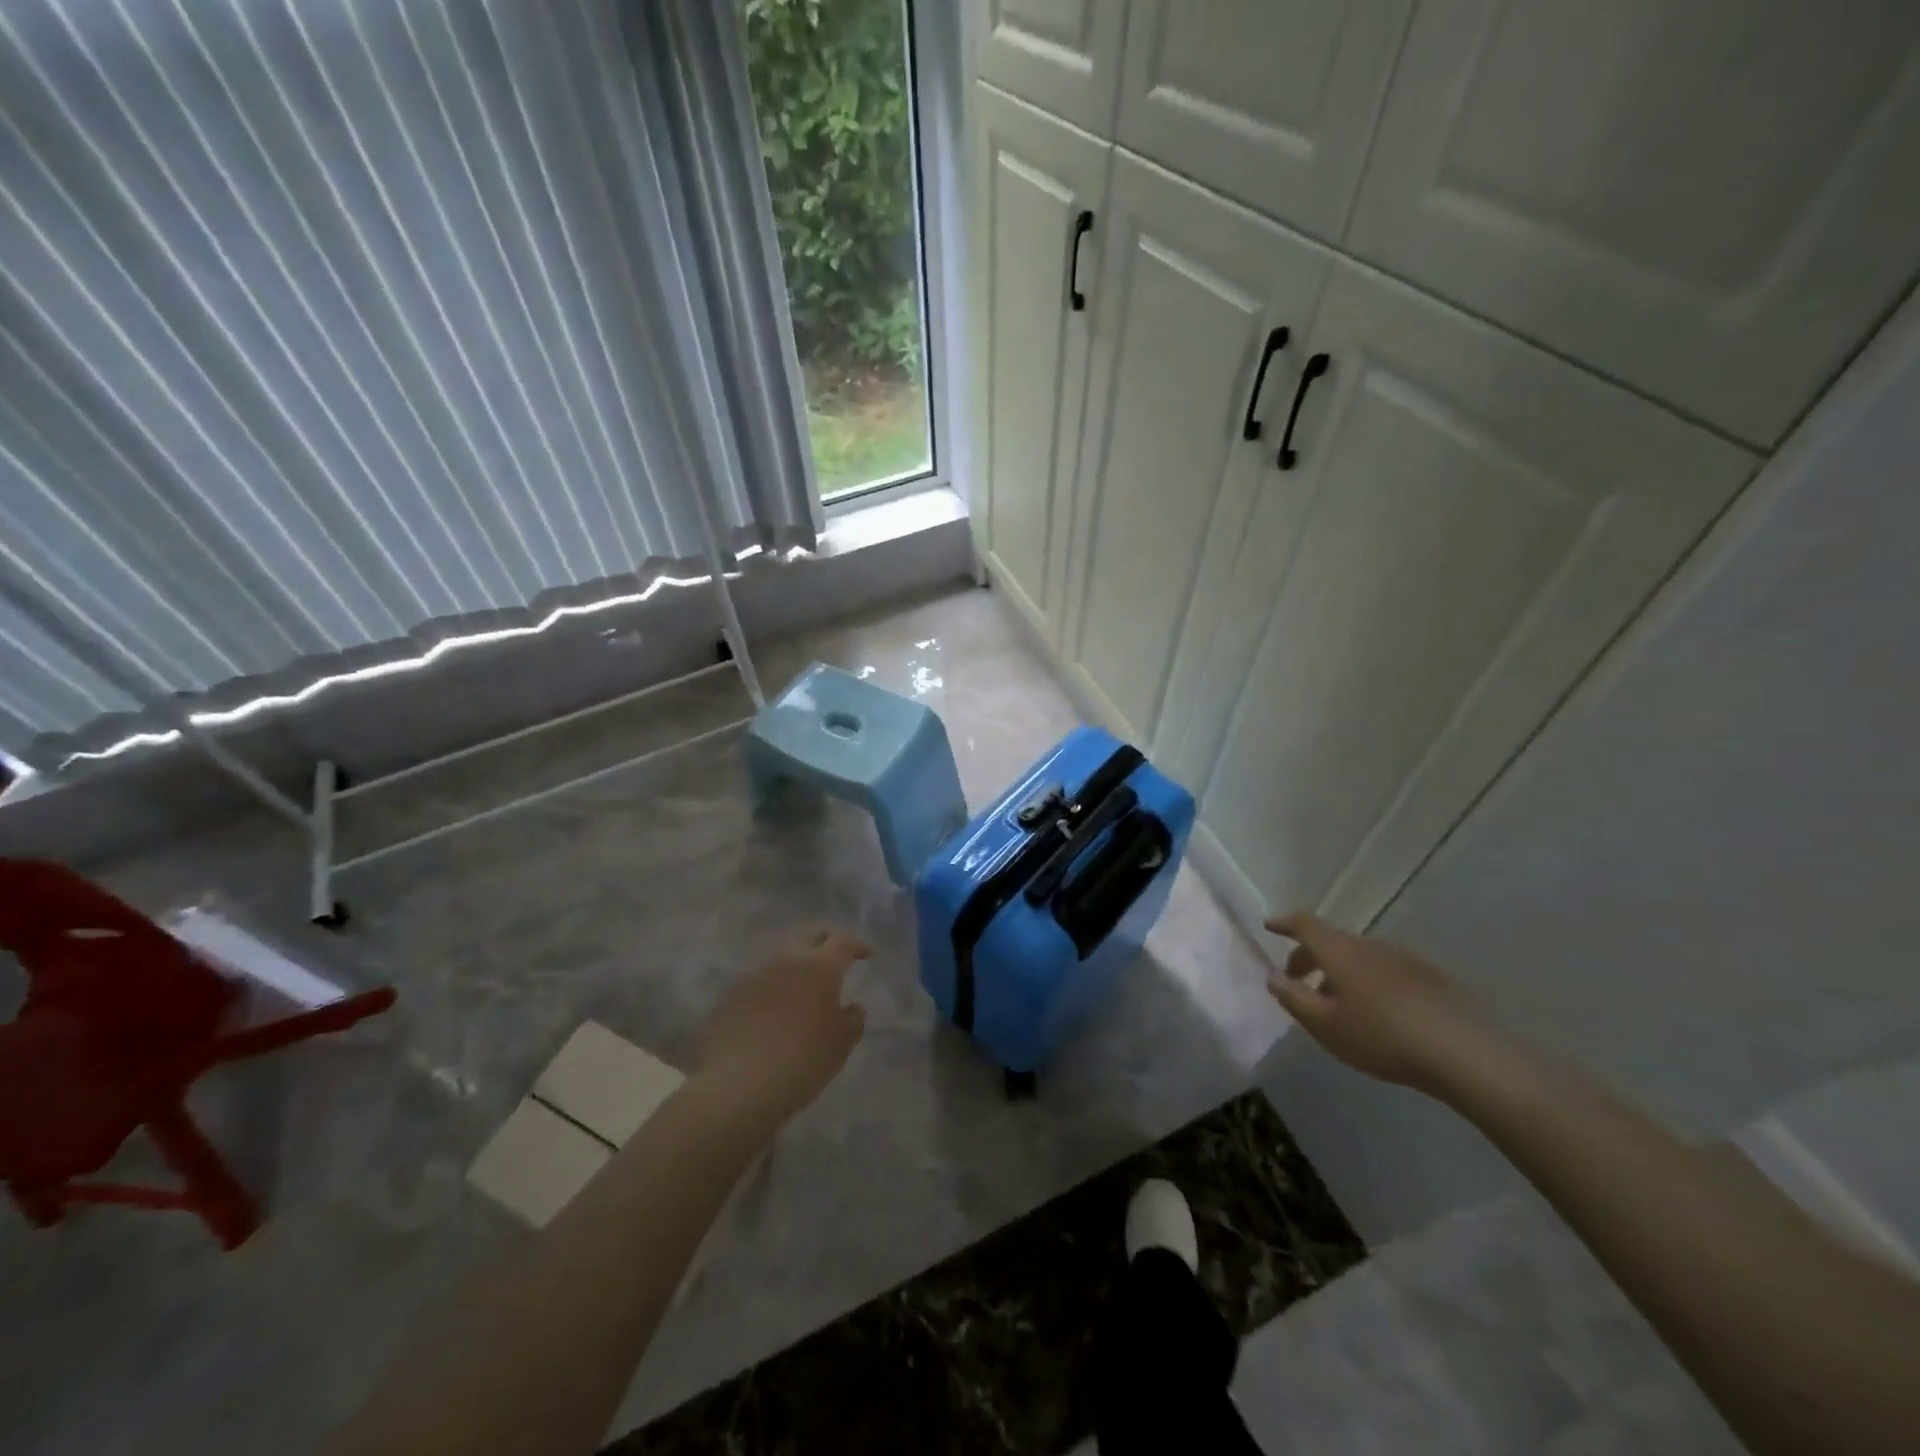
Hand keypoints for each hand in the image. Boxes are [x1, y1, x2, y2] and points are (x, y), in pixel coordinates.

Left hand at [694, 928, 869, 1133]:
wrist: (737, 1086)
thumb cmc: (802, 1061)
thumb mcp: (841, 1045)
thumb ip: (853, 1020)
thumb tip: (851, 1007)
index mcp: (820, 967)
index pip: (843, 942)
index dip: (858, 946)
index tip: (867, 955)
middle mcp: (787, 961)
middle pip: (810, 937)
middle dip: (827, 942)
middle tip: (837, 958)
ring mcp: (756, 975)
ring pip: (783, 957)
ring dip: (798, 965)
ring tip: (806, 987)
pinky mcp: (733, 995)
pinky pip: (762, 981)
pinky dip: (776, 987)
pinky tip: (777, 1009)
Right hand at [1264, 912, 1488, 1093]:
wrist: (1464, 1052)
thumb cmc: (1381, 1036)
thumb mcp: (1325, 1025)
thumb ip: (1294, 998)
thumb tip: (1273, 977)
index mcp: (1339, 951)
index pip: (1305, 924)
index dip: (1285, 923)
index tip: (1269, 926)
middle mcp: (1369, 946)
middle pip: (1331, 941)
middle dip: (1309, 957)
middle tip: (1298, 981)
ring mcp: (1402, 959)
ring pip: (1359, 957)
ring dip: (1340, 973)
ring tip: (1338, 1005)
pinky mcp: (1430, 977)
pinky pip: (1385, 970)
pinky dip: (1368, 981)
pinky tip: (1377, 1013)